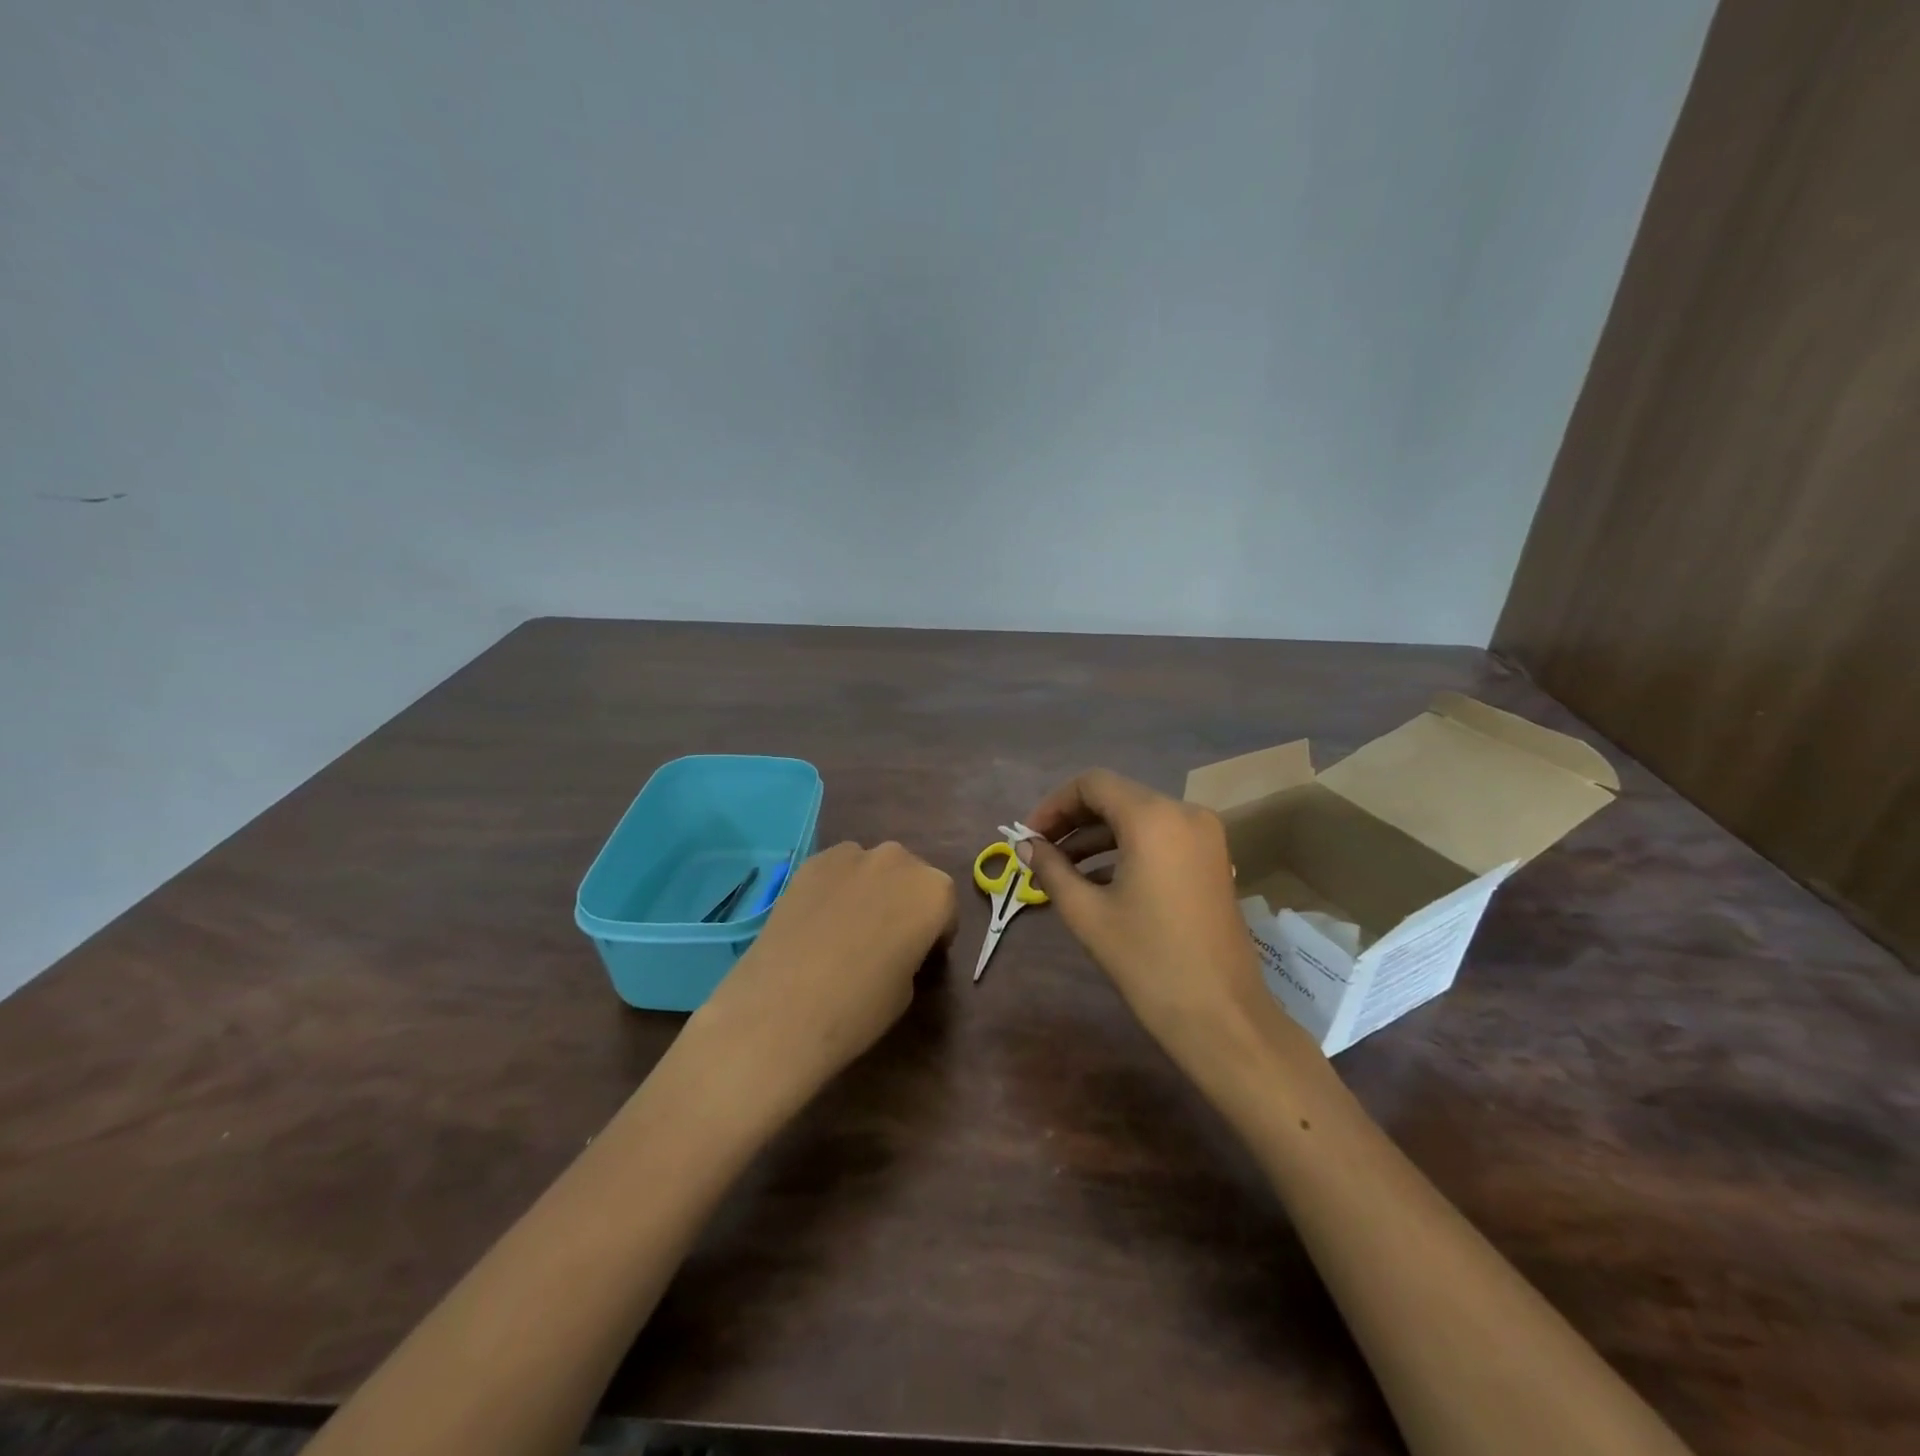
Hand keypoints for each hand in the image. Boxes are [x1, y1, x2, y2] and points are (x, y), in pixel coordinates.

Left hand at [691, 841, 957, 1096]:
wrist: (783, 1007)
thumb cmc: (859, 1007)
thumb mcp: (908, 988)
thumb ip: (912, 951)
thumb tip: (896, 944)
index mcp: (935, 892)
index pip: (945, 909)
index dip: (934, 935)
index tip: (918, 958)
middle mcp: (899, 860)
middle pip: (911, 878)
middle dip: (904, 903)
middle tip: (884, 940)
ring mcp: (852, 854)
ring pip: (874, 869)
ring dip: (871, 890)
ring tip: (847, 928)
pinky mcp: (812, 861)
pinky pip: (838, 870)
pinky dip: (837, 888)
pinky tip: (818, 921)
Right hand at [1021, 770, 1268, 1063]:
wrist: (1221, 1015)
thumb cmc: (1147, 961)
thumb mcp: (1088, 913)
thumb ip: (1051, 869)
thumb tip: (1025, 846)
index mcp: (1153, 817)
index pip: (1092, 784)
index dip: (1054, 805)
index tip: (1029, 837)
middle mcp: (1184, 812)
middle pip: (1117, 797)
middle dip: (1074, 820)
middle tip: (1040, 850)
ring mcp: (1205, 836)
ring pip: (1138, 818)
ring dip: (1098, 836)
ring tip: (1061, 868)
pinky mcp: (1213, 859)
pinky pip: (1161, 837)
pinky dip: (1127, 849)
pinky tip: (1098, 879)